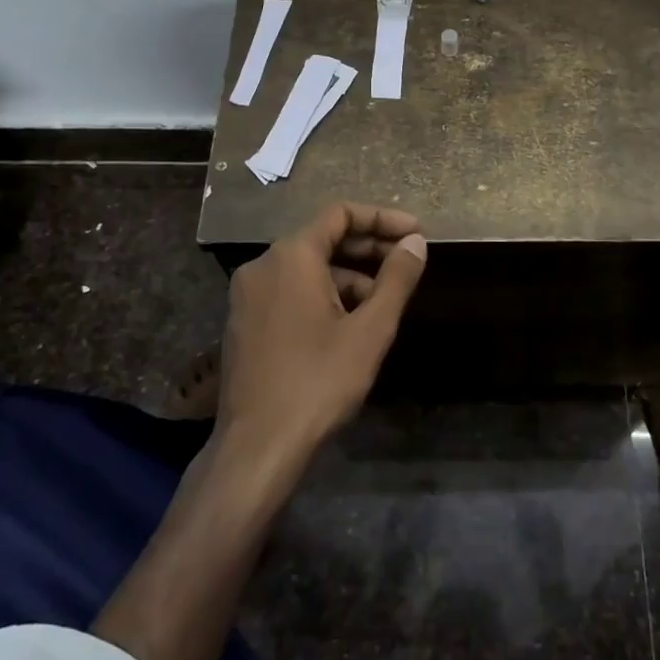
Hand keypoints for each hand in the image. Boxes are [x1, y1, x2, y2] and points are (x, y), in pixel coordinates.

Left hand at [218, 202, 428, 461]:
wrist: (256, 446)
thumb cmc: (318, 381)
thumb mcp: (370, 330)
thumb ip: (396, 279)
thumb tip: (415, 243)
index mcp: (291, 256)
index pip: (340, 214)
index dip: (382, 219)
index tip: (416, 233)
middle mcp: (263, 265)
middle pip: (322, 238)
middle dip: (368, 248)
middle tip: (407, 262)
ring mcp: (247, 294)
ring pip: (306, 268)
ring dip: (347, 276)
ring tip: (381, 305)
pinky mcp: (243, 321)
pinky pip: (289, 290)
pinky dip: (322, 295)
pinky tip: (346, 325)